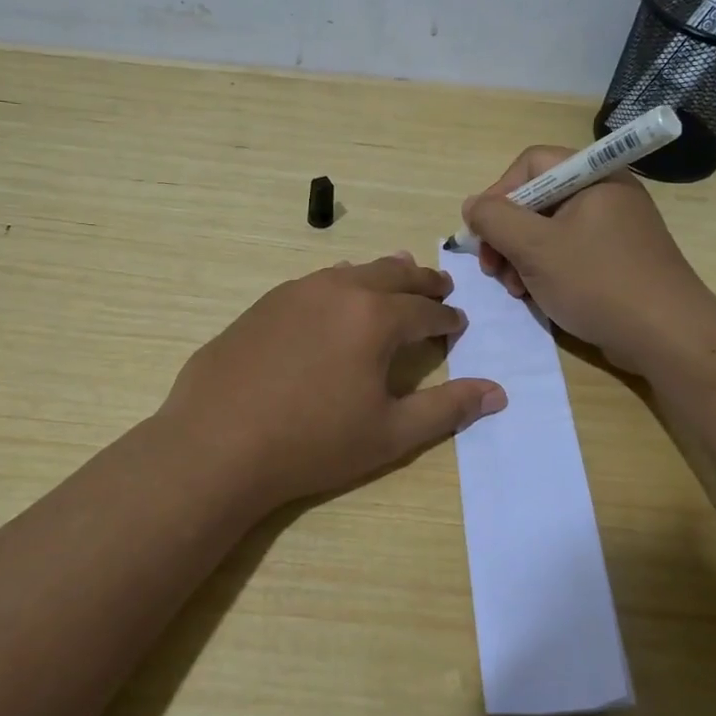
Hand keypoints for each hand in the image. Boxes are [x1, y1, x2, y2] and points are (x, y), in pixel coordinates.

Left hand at [158, 253, 506, 514]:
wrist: (217, 443)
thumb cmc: (313, 443)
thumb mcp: (390, 433)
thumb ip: (447, 409)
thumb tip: (498, 392)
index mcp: (375, 317)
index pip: (425, 311)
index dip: (447, 319)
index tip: (457, 325)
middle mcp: (339, 290)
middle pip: (392, 275)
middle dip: (422, 282)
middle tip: (440, 287)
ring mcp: (296, 292)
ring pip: (352, 272)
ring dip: (382, 275)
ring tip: (397, 277)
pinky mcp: (264, 303)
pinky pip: (316, 282)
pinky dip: (341, 283)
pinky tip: (335, 296)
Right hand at [461, 146, 715, 373]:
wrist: (666, 336)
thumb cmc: (597, 282)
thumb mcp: (535, 248)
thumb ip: (495, 219)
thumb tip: (472, 205)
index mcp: (593, 176)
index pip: (531, 164)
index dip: (499, 193)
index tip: (483, 232)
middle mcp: (606, 193)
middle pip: (537, 199)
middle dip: (507, 234)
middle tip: (493, 269)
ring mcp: (614, 228)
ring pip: (549, 230)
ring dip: (521, 258)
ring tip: (515, 289)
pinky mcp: (617, 259)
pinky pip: (569, 252)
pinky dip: (546, 270)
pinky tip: (537, 297)